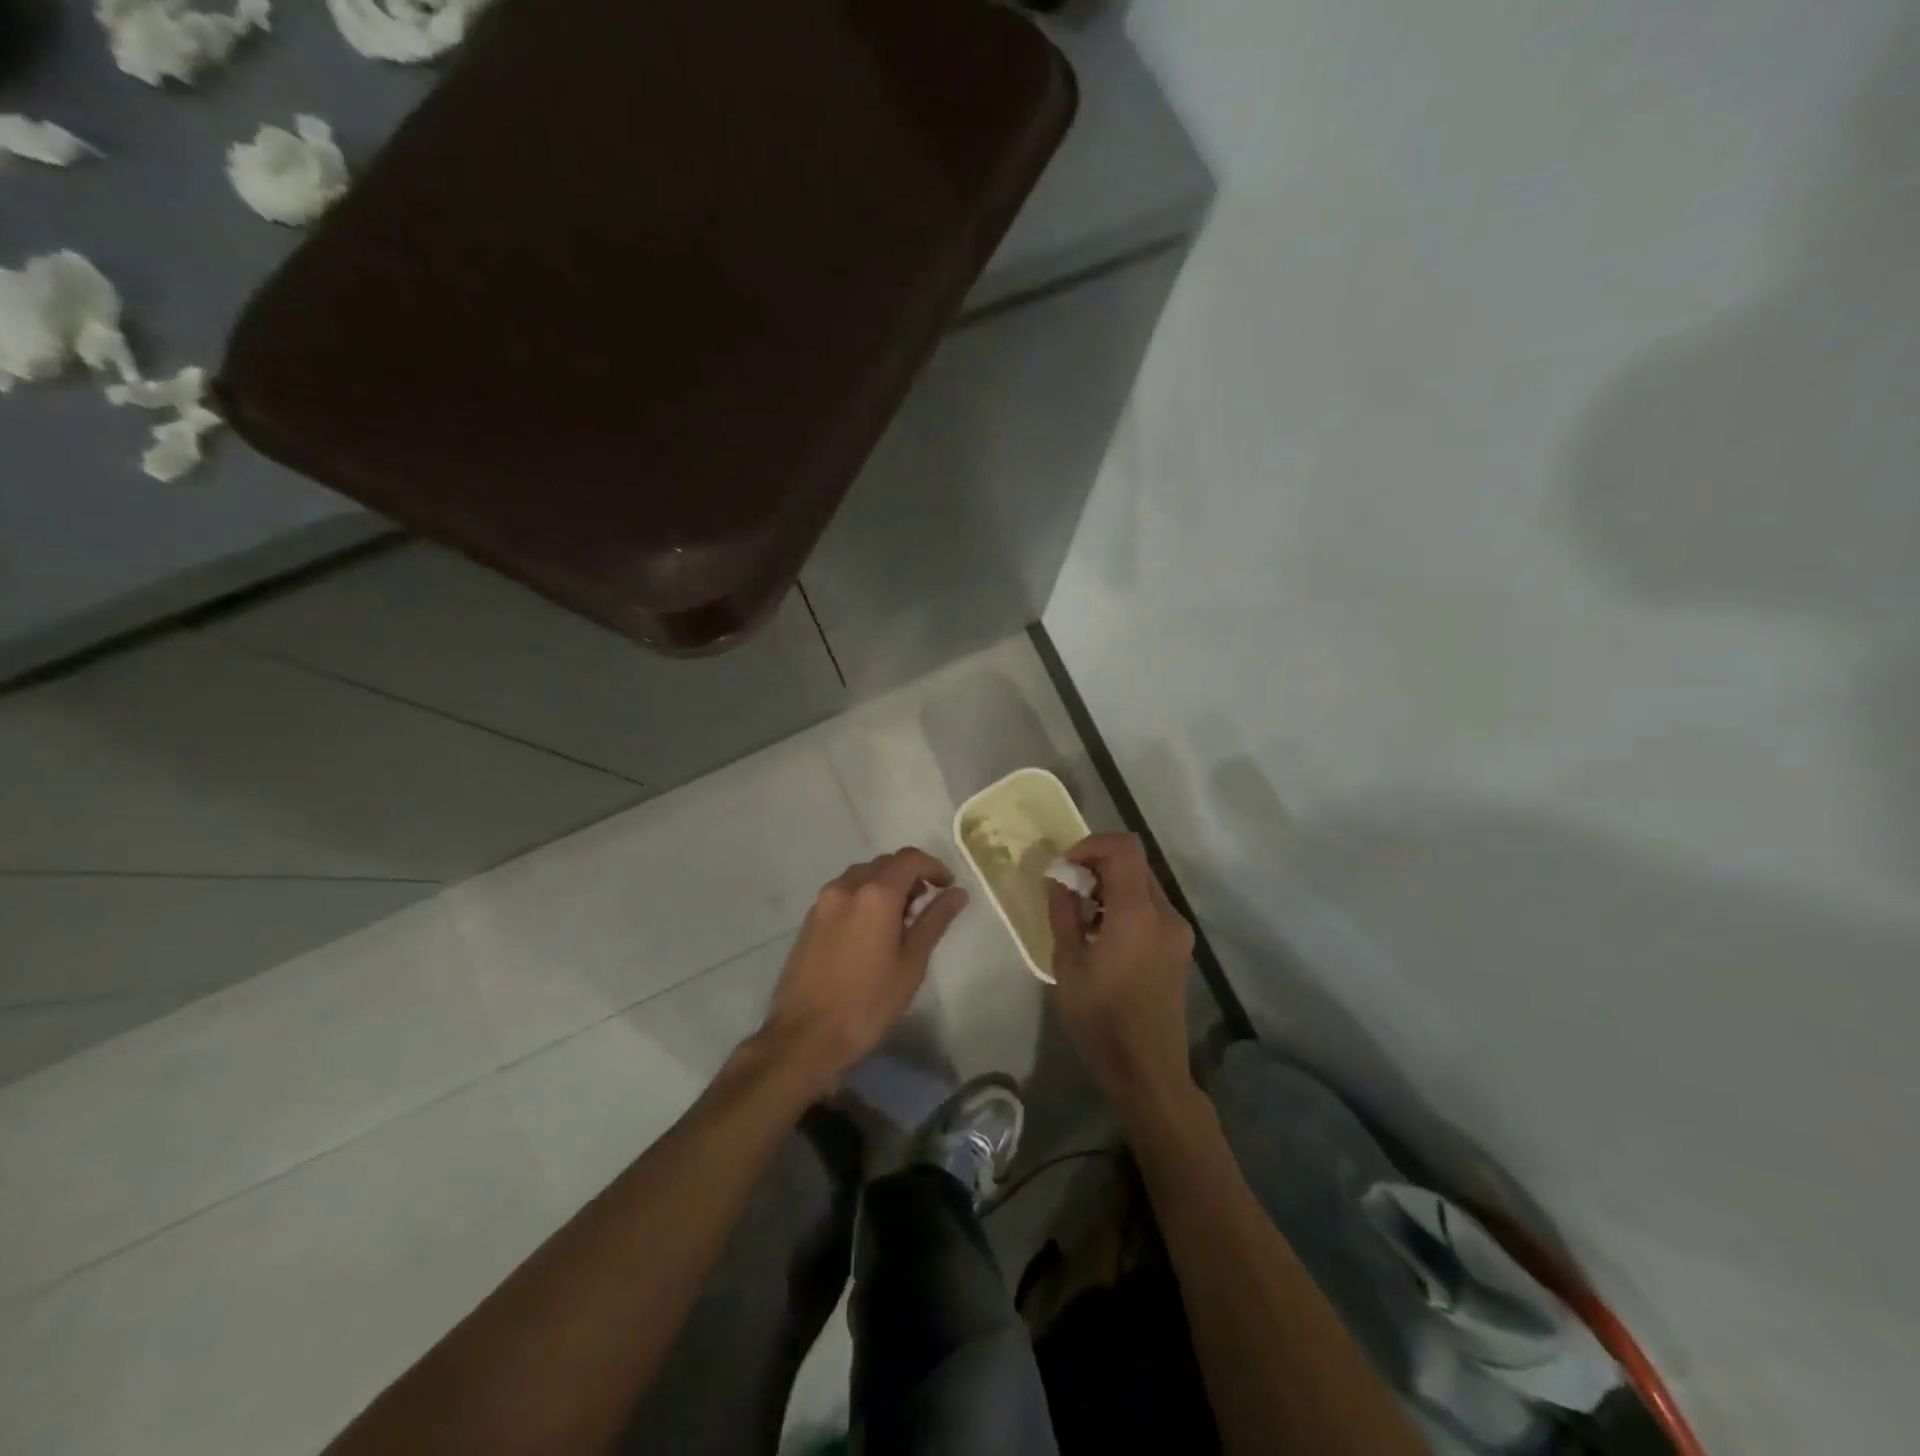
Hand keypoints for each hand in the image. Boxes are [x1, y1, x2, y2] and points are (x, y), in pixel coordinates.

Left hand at [758, 848, 967, 1090]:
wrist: (805, 1036)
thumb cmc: (868, 1002)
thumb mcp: (911, 962)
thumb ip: (935, 920)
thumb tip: (958, 893)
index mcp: (875, 894)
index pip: (910, 859)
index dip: (934, 866)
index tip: (948, 886)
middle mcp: (846, 887)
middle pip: (884, 864)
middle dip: (909, 875)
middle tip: (926, 905)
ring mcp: (823, 902)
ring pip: (862, 876)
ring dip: (885, 885)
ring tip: (899, 920)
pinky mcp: (809, 920)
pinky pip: (843, 893)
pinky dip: (863, 898)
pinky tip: (870, 931)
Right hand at [1047, 833, 1196, 1114]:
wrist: (1147, 1071)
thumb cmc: (1100, 1019)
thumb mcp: (1068, 963)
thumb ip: (1064, 911)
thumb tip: (1059, 878)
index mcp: (1138, 914)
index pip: (1124, 849)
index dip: (1091, 845)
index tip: (1065, 868)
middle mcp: (1166, 914)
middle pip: (1135, 864)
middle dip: (1098, 866)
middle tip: (1068, 889)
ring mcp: (1178, 932)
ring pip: (1143, 885)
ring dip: (1111, 886)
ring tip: (1081, 915)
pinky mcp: (1179, 948)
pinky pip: (1151, 909)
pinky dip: (1125, 906)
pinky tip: (1103, 935)